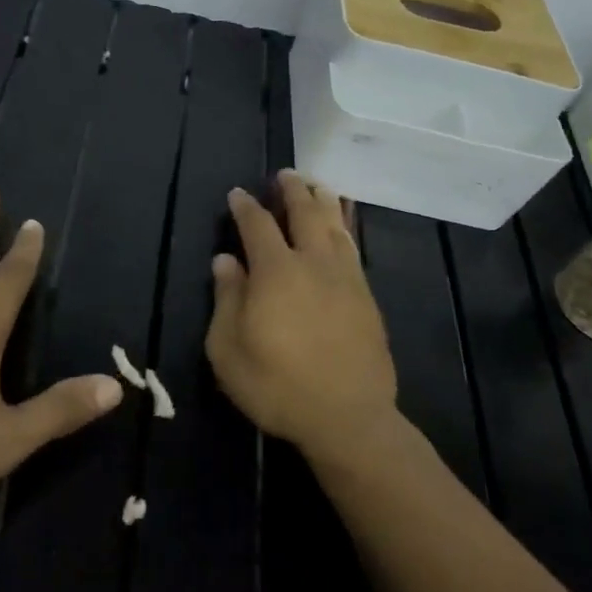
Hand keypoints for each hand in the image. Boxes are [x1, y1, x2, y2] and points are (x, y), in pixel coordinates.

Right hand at [205, 170, 398, 461]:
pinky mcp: (366, 296)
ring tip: (317, 185)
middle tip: (285, 174)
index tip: (238, 194)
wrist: (347, 417)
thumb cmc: (277, 386)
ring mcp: (345, 277)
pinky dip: (346, 226)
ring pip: (335, 225)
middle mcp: (313, 263)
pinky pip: (354, 247)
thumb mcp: (228, 350)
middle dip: (292, 190)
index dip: (245, 206)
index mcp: (275, 272)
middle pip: (304, 213)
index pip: (257, 225)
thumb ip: (226, 299)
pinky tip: (343, 225)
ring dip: (323, 201)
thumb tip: (225, 260)